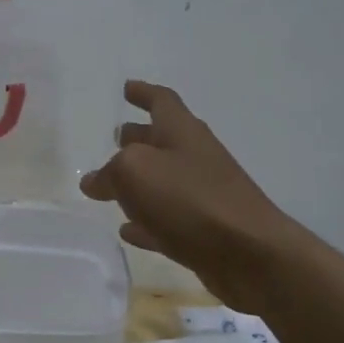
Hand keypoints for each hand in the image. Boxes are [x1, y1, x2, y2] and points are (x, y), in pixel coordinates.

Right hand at [80, 80, 301, 314]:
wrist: (250, 254)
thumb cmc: (189, 199)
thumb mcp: (134, 172)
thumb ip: (108, 172)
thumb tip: (93, 181)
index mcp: (181, 131)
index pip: (161, 100)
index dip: (143, 92)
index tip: (126, 88)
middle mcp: (194, 157)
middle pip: (162, 140)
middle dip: (138, 136)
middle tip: (114, 138)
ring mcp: (202, 195)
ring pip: (163, 181)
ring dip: (138, 181)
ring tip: (109, 186)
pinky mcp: (204, 231)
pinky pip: (166, 220)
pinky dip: (146, 221)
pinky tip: (127, 230)